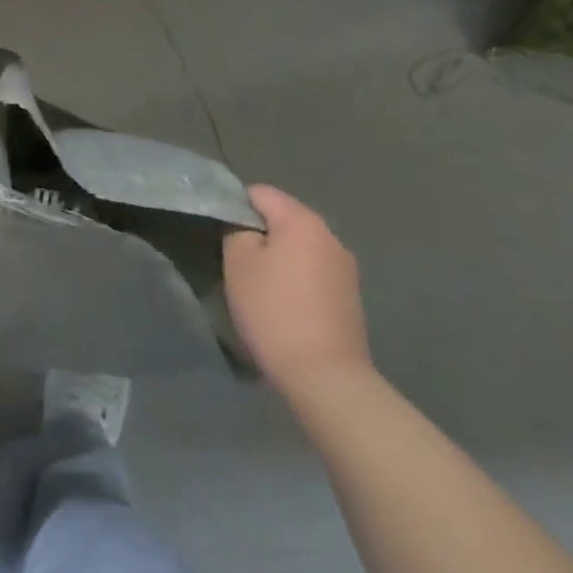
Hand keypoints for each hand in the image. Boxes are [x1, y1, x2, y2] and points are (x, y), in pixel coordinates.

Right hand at [223, 185, 371, 394]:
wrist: (327, 379)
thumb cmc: (274, 311)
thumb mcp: (238, 263)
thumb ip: (237, 230)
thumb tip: (246, 226)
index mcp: (302, 220)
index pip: (260, 193)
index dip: (236, 206)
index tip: (222, 234)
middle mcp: (330, 236)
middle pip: (283, 218)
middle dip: (259, 233)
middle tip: (237, 261)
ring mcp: (345, 268)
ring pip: (299, 247)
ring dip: (279, 257)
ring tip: (260, 286)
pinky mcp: (351, 298)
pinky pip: (314, 272)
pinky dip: (296, 279)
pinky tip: (285, 305)